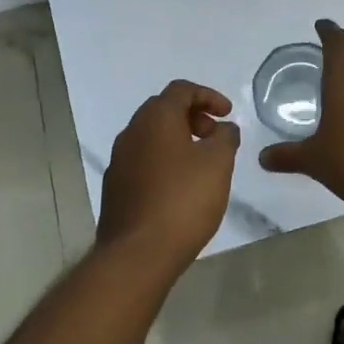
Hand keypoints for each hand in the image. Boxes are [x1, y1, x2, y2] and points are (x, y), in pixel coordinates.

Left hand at [98, 80, 241, 270]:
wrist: (137, 253)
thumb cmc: (183, 200)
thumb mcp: (218, 164)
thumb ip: (225, 138)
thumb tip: (223, 128)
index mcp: (155, 118)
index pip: (181, 90)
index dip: (208, 96)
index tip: (227, 114)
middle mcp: (131, 132)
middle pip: (163, 110)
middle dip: (193, 117)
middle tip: (215, 137)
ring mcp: (119, 161)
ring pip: (151, 137)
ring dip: (178, 140)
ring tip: (201, 164)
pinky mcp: (115, 188)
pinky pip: (143, 161)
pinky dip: (164, 161)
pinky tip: (179, 187)